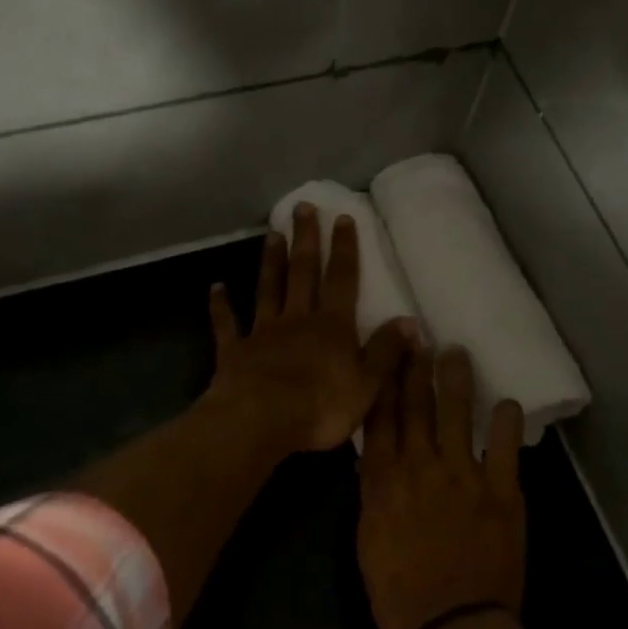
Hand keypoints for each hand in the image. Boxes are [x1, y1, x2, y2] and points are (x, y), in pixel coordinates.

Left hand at [207, 203, 413, 456]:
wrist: (260, 422)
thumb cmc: (320, 406)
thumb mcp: (368, 384)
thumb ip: (386, 351)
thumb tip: (411, 321)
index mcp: (332, 326)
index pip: (342, 280)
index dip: (345, 249)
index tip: (342, 218)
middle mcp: (297, 319)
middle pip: (302, 272)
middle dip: (306, 239)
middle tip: (303, 207)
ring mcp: (263, 332)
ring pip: (268, 289)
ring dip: (271, 261)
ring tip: (272, 234)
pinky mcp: (235, 351)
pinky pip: (227, 324)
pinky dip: (220, 305)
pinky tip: (216, 287)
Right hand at [357, 345, 525, 628]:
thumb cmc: (399, 594)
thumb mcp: (368, 540)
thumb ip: (374, 494)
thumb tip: (378, 461)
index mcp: (383, 480)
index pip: (381, 417)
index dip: (384, 380)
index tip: (387, 351)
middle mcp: (421, 467)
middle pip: (416, 407)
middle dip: (416, 368)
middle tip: (420, 336)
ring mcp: (464, 477)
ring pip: (458, 416)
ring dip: (457, 382)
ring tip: (458, 354)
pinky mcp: (502, 494)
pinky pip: (505, 449)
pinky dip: (507, 425)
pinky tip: (508, 404)